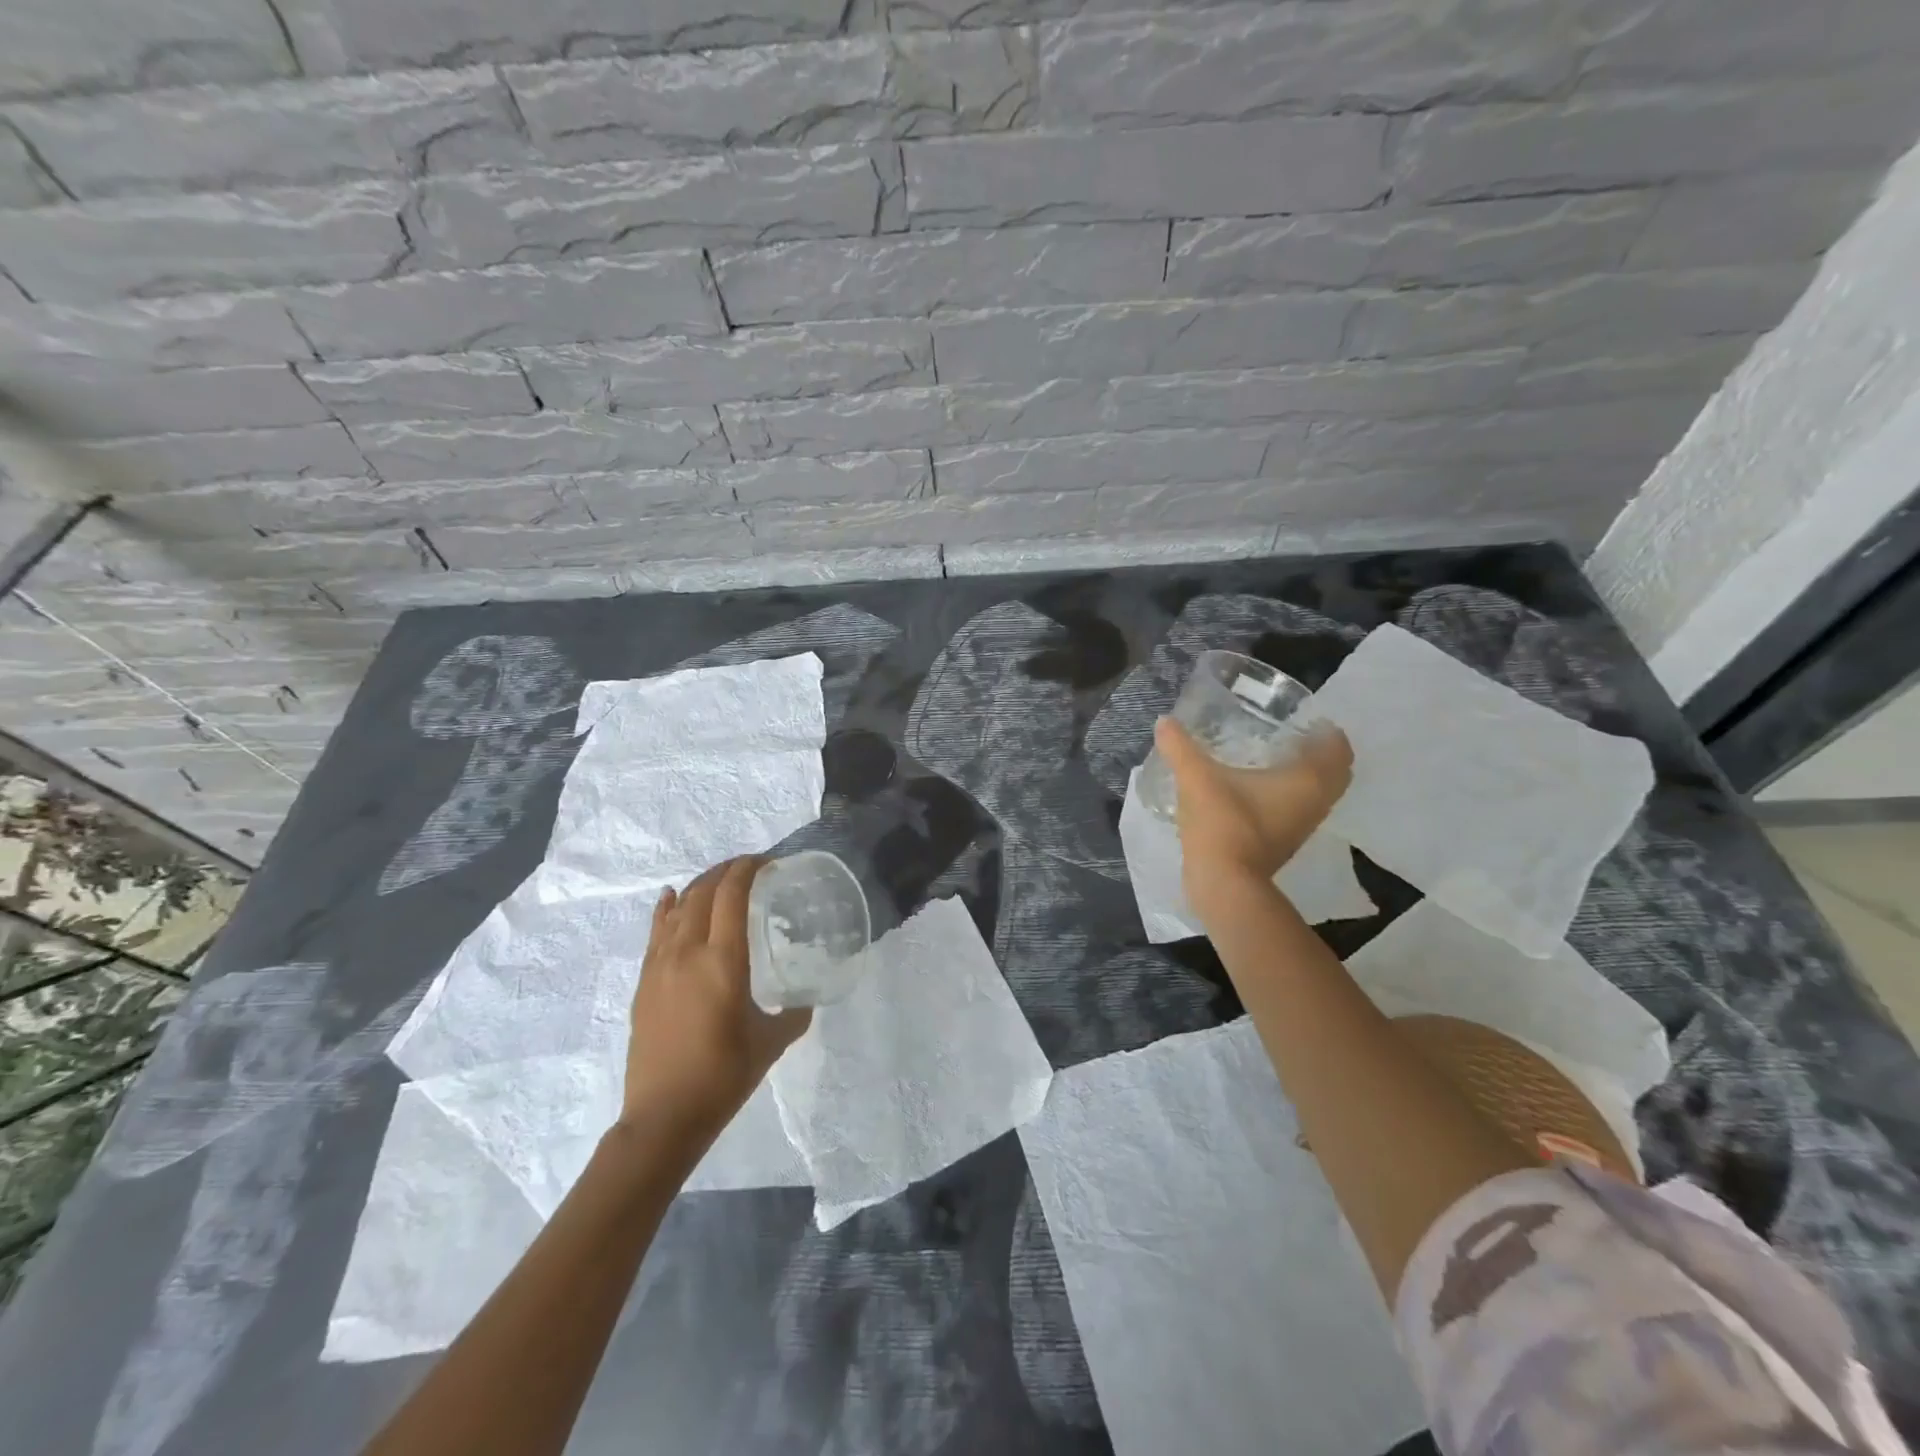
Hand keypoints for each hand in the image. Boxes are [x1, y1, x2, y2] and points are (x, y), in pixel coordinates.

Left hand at [622, 855, 810, 1139]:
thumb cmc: (723, 1077)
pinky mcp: (644, 983)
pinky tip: (670, 897)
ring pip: (677, 908)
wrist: (663, 1117)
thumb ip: (793, 1014)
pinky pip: (656, 932)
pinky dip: (666, 908)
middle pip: (702, 893)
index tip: (767, 862)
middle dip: (725, 871)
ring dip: (699, 886)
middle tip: (749, 868)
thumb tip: (805, 999)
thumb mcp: (771, 1043)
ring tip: (718, 881)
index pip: (731, 896)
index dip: (747, 869)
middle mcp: (687, 953)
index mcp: (722, 961)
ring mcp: (660, 966)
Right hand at [1155, 715, 1353, 901]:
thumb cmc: (1223, 824)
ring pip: (1316, 793)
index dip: (1327, 730)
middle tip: (1289, 735)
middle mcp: (1315, 803)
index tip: (1304, 718)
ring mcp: (1302, 827)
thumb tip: (1164, 721)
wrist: (1224, 884)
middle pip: (1334, 772)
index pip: (1338, 748)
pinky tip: (1254, 790)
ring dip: (1303, 776)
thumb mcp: (1196, 779)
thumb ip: (1180, 747)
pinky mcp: (1284, 843)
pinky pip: (1297, 810)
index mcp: (1309, 781)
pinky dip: (1286, 796)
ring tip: (1270, 758)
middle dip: (1318, 753)